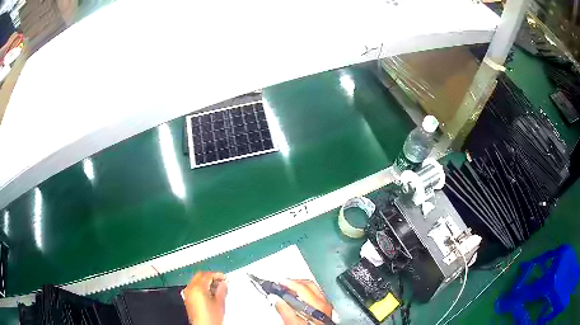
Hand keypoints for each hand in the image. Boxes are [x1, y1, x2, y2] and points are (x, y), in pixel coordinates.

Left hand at [182, 271, 227, 324]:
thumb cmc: (211, 317)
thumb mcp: (220, 303)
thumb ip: (222, 290)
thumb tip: (223, 283)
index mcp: (198, 287)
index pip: (207, 275)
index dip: (217, 275)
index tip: (224, 278)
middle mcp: (190, 288)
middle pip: (199, 276)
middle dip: (210, 276)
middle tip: (220, 280)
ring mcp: (187, 293)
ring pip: (195, 281)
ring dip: (205, 281)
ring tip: (216, 287)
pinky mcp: (187, 298)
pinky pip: (193, 287)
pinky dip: (200, 286)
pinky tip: (209, 292)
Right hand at [271, 279, 332, 324]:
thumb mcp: (293, 324)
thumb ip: (285, 311)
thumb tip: (275, 298)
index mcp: (318, 306)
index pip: (302, 288)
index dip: (288, 283)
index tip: (276, 283)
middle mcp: (324, 304)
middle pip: (309, 285)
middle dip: (293, 282)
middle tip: (280, 284)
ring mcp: (326, 307)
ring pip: (313, 289)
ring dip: (299, 287)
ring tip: (287, 290)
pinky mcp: (325, 311)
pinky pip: (316, 295)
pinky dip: (305, 293)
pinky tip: (297, 297)